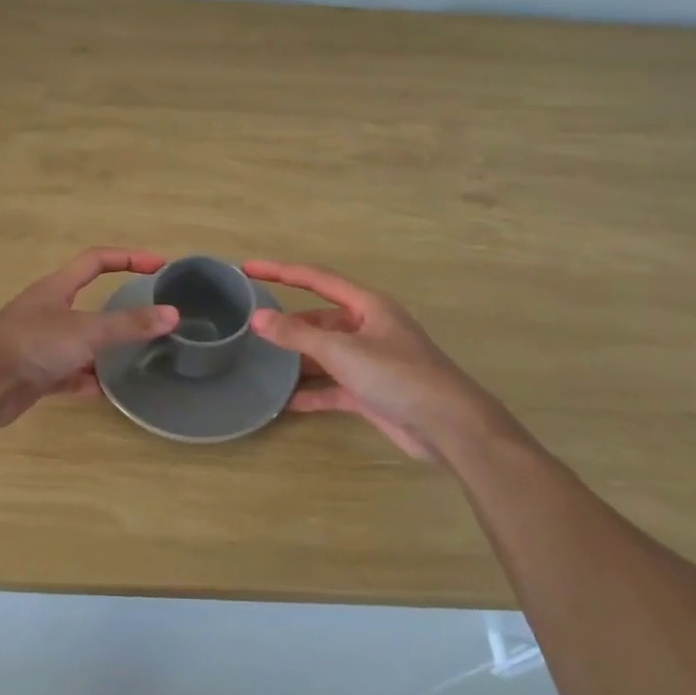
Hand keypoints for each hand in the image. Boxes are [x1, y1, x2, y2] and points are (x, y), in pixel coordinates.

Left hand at [0, 249, 178, 428]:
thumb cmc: (31, 344)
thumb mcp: (85, 331)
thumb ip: (128, 324)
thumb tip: (173, 315)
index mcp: (56, 289)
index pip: (96, 261)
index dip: (128, 258)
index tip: (159, 266)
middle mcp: (47, 312)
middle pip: (89, 303)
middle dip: (118, 311)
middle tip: (150, 320)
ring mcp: (39, 345)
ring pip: (80, 343)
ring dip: (104, 351)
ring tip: (135, 359)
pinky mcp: (34, 376)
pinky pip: (68, 376)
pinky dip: (86, 382)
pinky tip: (106, 392)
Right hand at [243, 259, 496, 461]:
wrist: (447, 425)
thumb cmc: (397, 375)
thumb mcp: (342, 350)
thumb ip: (297, 334)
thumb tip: (257, 318)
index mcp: (367, 306)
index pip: (316, 279)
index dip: (280, 271)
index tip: (248, 269)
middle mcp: (368, 328)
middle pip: (319, 319)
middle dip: (288, 324)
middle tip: (251, 328)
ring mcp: (370, 361)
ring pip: (324, 354)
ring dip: (297, 361)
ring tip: (261, 364)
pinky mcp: (370, 392)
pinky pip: (332, 387)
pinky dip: (311, 393)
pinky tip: (284, 401)